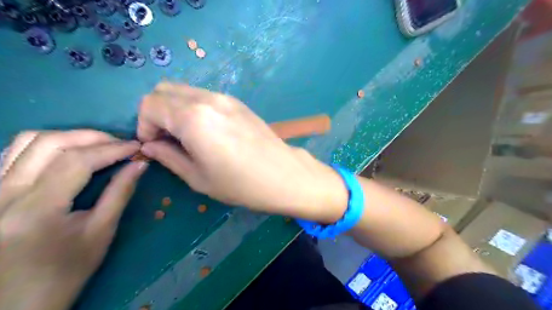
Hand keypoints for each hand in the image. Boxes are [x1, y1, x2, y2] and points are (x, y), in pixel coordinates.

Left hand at [0, 129, 145, 309]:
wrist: (16, 302)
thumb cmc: (65, 272)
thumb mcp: (100, 233)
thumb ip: (120, 194)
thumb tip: (140, 165)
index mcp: (36, 209)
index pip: (78, 160)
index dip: (112, 149)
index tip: (137, 147)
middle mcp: (4, 194)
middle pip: (50, 143)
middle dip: (93, 137)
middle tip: (121, 144)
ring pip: (27, 142)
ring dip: (70, 136)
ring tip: (98, 145)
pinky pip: (14, 153)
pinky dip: (47, 145)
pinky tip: (69, 152)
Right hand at [138, 83, 343, 221]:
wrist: (283, 175)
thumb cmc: (240, 183)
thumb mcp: (198, 177)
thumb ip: (168, 156)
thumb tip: (151, 145)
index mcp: (192, 117)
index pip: (150, 104)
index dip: (144, 125)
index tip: (153, 145)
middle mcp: (206, 99)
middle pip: (164, 90)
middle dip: (156, 112)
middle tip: (166, 139)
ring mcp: (225, 97)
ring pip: (185, 90)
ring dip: (175, 108)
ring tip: (186, 136)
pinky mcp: (238, 102)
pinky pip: (204, 96)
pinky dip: (193, 107)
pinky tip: (206, 130)